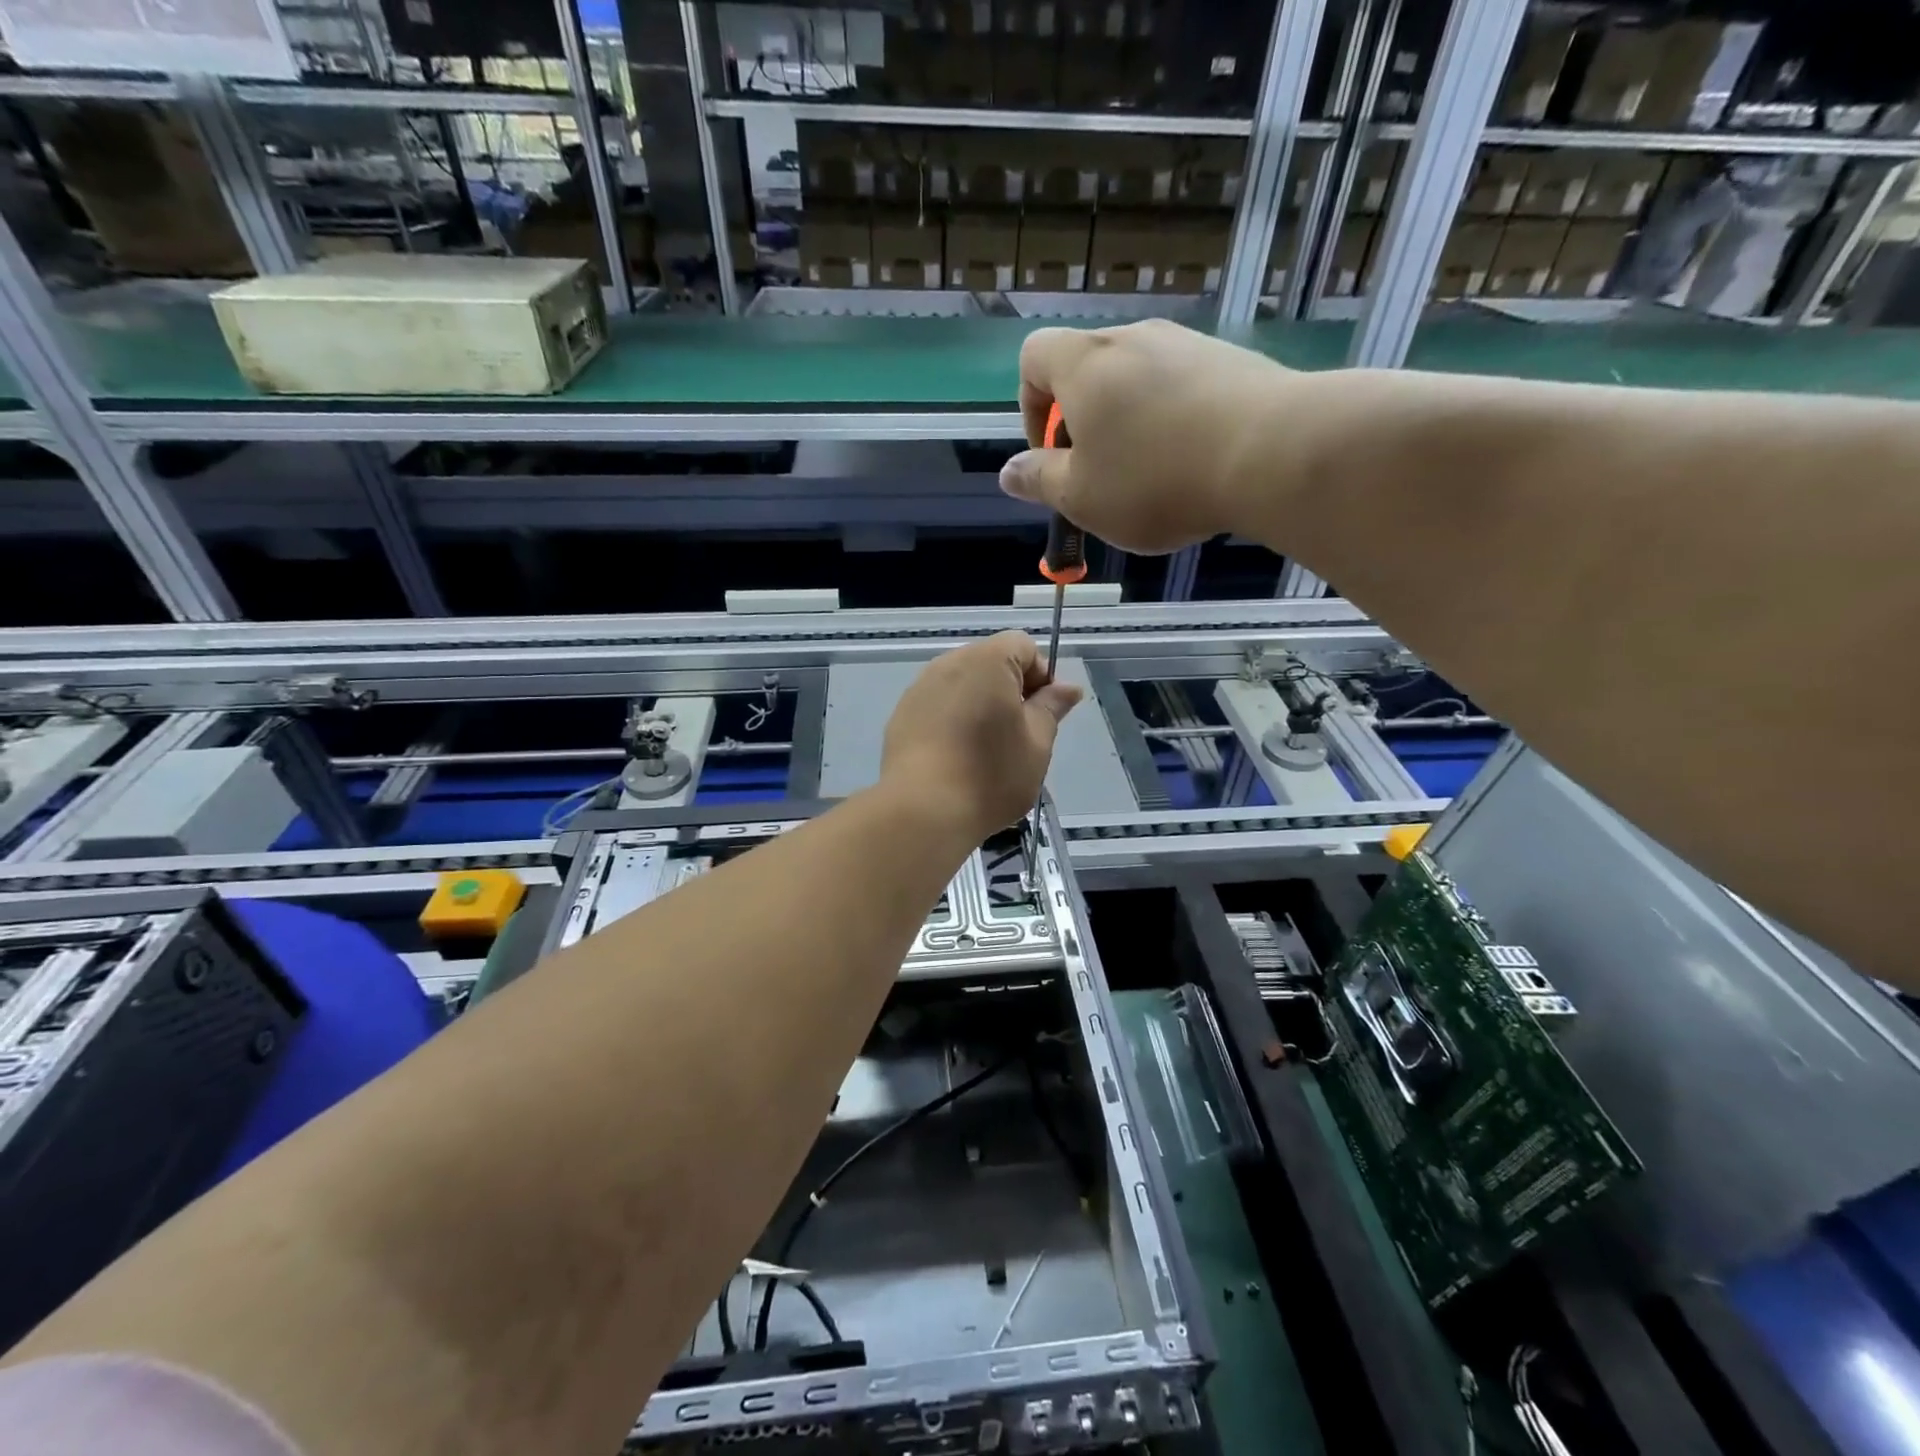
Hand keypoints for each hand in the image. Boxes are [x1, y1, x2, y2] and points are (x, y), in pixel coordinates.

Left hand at [880, 631, 1082, 841]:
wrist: (923, 810)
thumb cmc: (991, 774)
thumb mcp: (1037, 743)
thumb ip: (1051, 708)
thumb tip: (1066, 688)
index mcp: (988, 660)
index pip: (1023, 647)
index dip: (1041, 676)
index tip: (1044, 714)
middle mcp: (949, 663)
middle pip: (990, 663)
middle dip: (1010, 691)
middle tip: (1020, 736)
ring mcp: (920, 688)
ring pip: (962, 685)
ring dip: (980, 706)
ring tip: (986, 750)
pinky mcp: (901, 715)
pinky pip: (938, 706)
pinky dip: (953, 721)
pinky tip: (956, 758)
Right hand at [1000, 319, 1293, 553]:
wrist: (1271, 453)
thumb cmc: (1154, 479)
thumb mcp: (1081, 496)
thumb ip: (1039, 481)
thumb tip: (1008, 472)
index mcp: (1085, 365)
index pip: (1033, 357)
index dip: (1030, 407)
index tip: (1052, 456)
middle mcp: (1133, 339)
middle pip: (1088, 371)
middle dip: (1083, 424)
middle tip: (1101, 477)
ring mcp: (1187, 344)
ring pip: (1138, 382)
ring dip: (1130, 425)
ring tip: (1152, 478)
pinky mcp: (1232, 361)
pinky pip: (1183, 388)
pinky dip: (1174, 422)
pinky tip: (1195, 465)